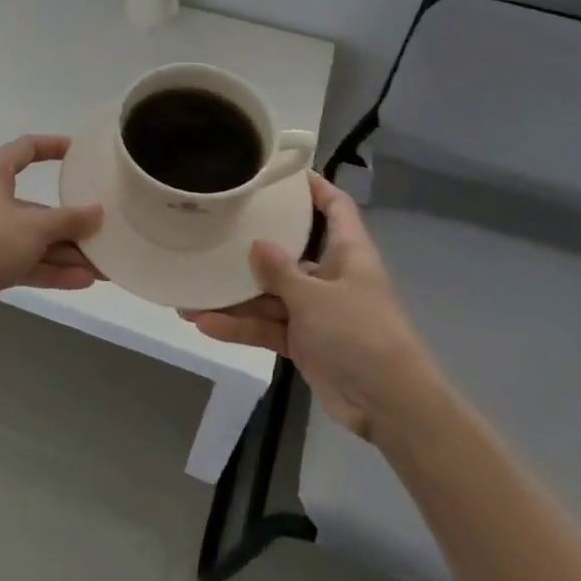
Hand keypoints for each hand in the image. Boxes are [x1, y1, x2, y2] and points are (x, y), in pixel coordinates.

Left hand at [0, 135, 103, 324]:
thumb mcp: (34, 226)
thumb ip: (69, 219)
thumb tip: (98, 212)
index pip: (25, 148)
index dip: (52, 146)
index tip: (79, 152)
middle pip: (36, 205)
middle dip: (70, 222)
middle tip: (102, 227)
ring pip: (33, 238)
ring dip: (66, 252)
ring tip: (103, 266)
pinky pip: (26, 261)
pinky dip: (51, 269)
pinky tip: (83, 281)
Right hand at [183, 173, 440, 444]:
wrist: (390, 406)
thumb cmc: (360, 335)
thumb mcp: (316, 297)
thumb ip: (282, 270)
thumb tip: (257, 243)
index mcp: (348, 253)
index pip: (336, 207)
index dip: (314, 187)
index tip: (280, 173)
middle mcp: (331, 276)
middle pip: (289, 251)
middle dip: (253, 246)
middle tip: (214, 230)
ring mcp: (316, 311)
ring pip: (270, 294)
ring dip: (235, 296)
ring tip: (191, 291)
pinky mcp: (305, 342)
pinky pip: (267, 326)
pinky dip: (241, 327)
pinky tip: (205, 324)